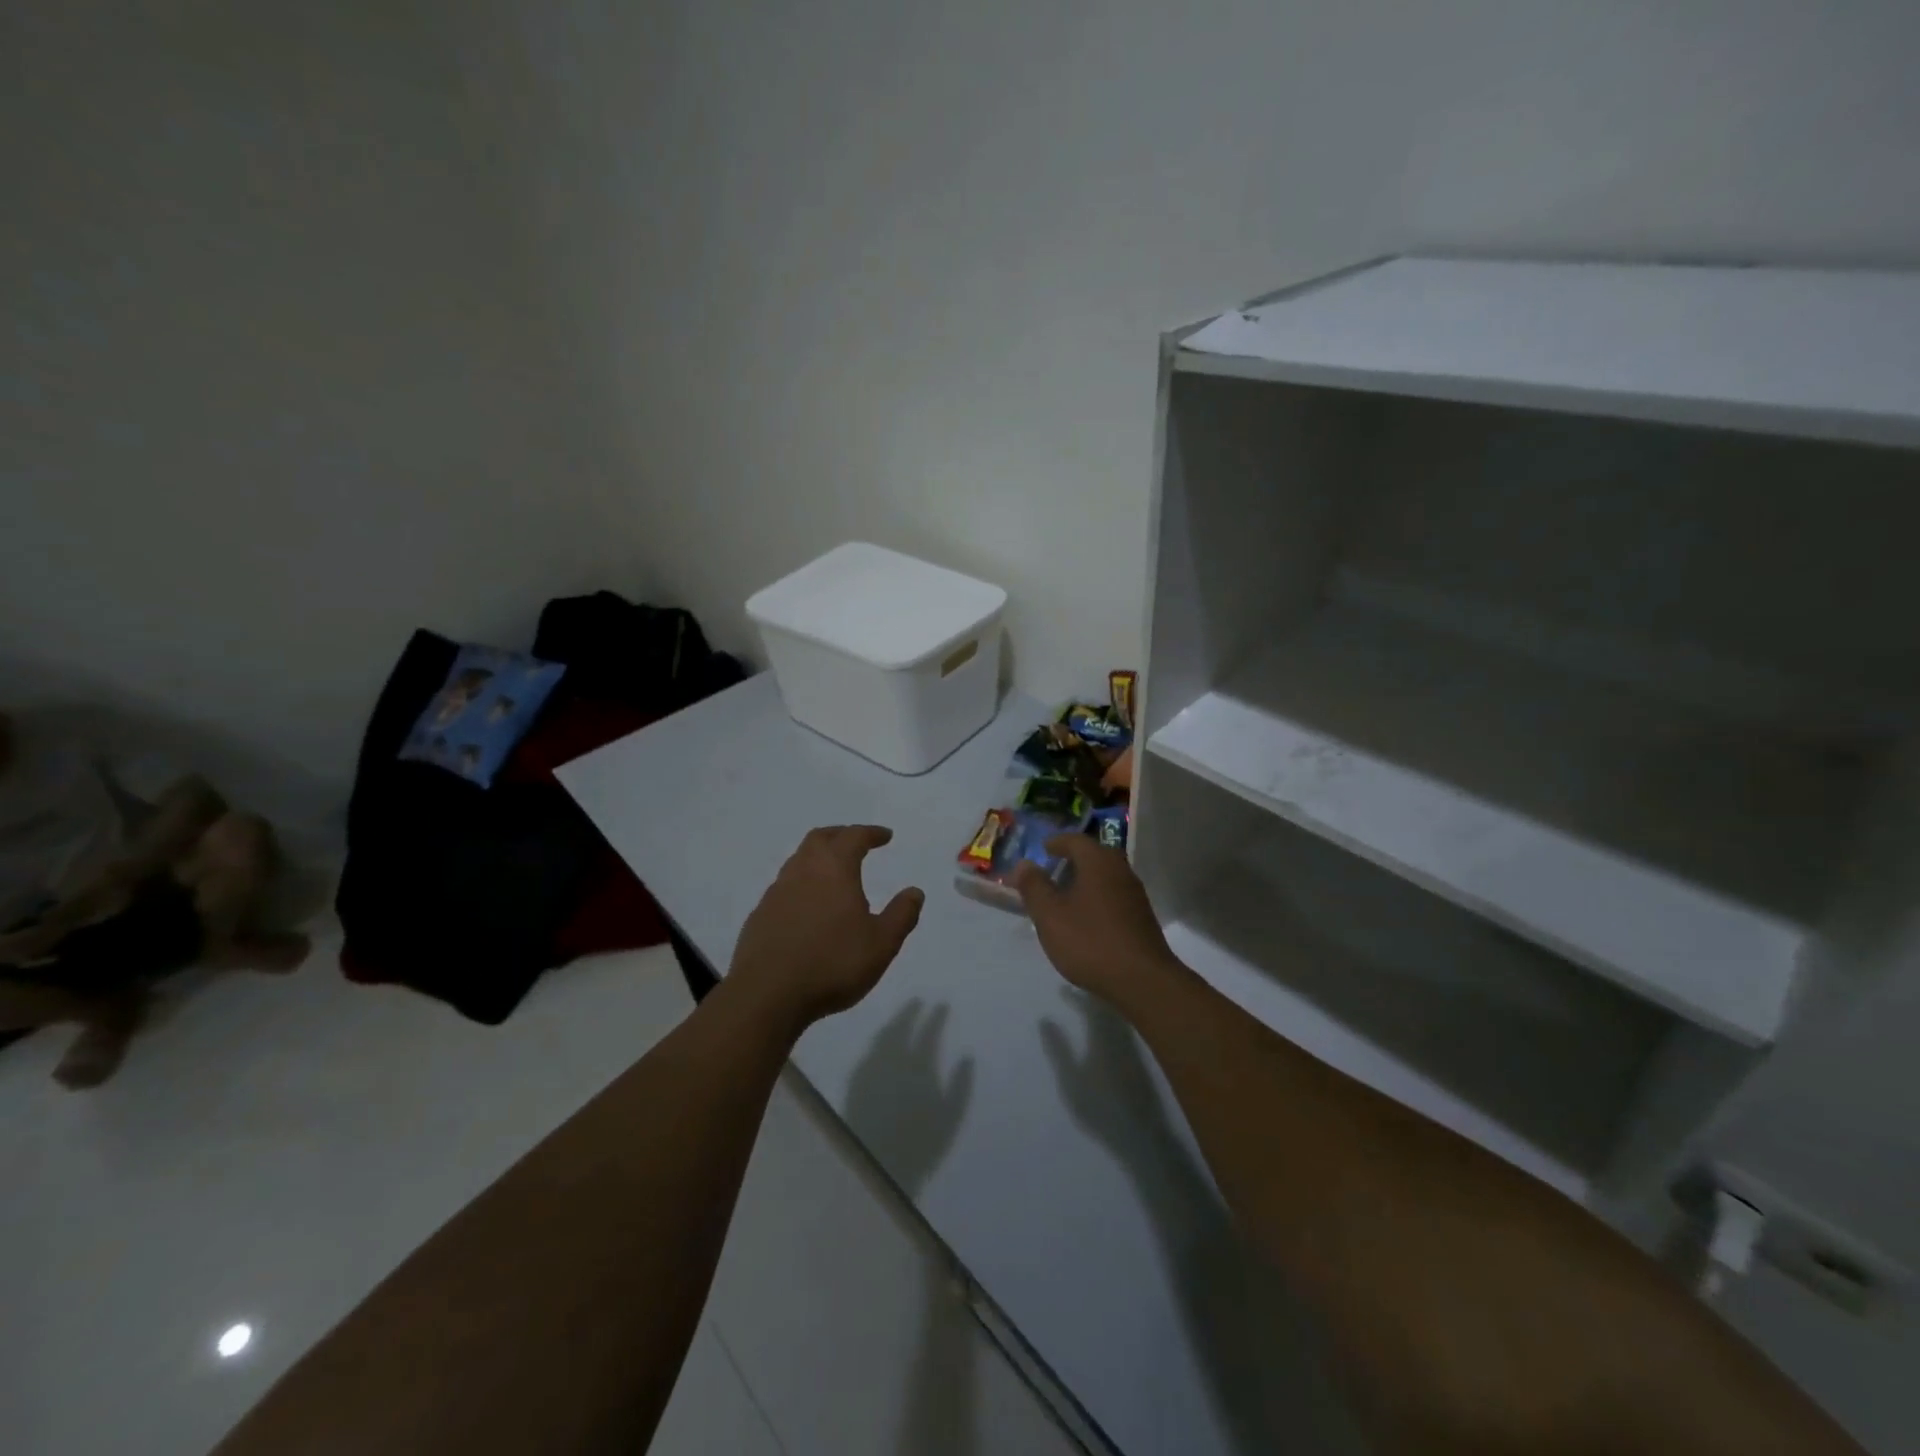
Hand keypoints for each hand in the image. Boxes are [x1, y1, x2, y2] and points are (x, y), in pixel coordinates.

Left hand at [727, 825, 924, 1032]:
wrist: (766, 995)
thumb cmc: (832, 963)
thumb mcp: (881, 944)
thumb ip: (901, 915)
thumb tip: (914, 892)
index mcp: (834, 869)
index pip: (854, 837)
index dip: (871, 833)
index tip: (885, 836)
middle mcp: (802, 871)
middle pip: (820, 838)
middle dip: (840, 835)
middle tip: (856, 842)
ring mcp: (776, 893)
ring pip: (798, 861)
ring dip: (817, 859)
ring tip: (833, 874)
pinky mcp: (759, 916)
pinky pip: (784, 888)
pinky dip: (801, 885)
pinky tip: (808, 908)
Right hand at [1014, 836, 1182, 1002]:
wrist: (1142, 980)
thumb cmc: (1090, 941)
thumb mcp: (1050, 915)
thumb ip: (1034, 887)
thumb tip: (1024, 864)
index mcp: (1098, 862)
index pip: (1075, 840)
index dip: (1056, 843)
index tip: (1042, 849)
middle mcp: (1121, 870)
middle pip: (1094, 855)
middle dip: (1072, 860)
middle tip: (1052, 870)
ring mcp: (1135, 894)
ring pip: (1105, 876)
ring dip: (1085, 879)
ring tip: (1065, 896)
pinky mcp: (1141, 917)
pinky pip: (1114, 895)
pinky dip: (1097, 897)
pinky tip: (1086, 918)